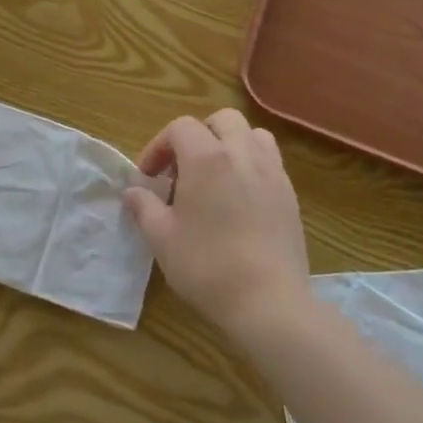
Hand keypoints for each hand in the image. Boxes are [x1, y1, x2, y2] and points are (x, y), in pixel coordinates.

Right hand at [124, 108, 309, 345]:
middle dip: (198, 135)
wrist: (269, 302)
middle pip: (221, 120)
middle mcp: (242, 154)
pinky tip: (239, 199)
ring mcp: (272, 173)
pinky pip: (270, 161)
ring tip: (215, 176)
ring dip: (230, 144)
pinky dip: (251, 165)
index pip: (180, 127)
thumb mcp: (162, 238)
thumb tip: (132, 191)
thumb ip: (144, 207)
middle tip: (183, 169)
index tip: (149, 177)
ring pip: (252, 134)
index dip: (159, 146)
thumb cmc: (207, 266)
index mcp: (207, 158)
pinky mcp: (290, 195)